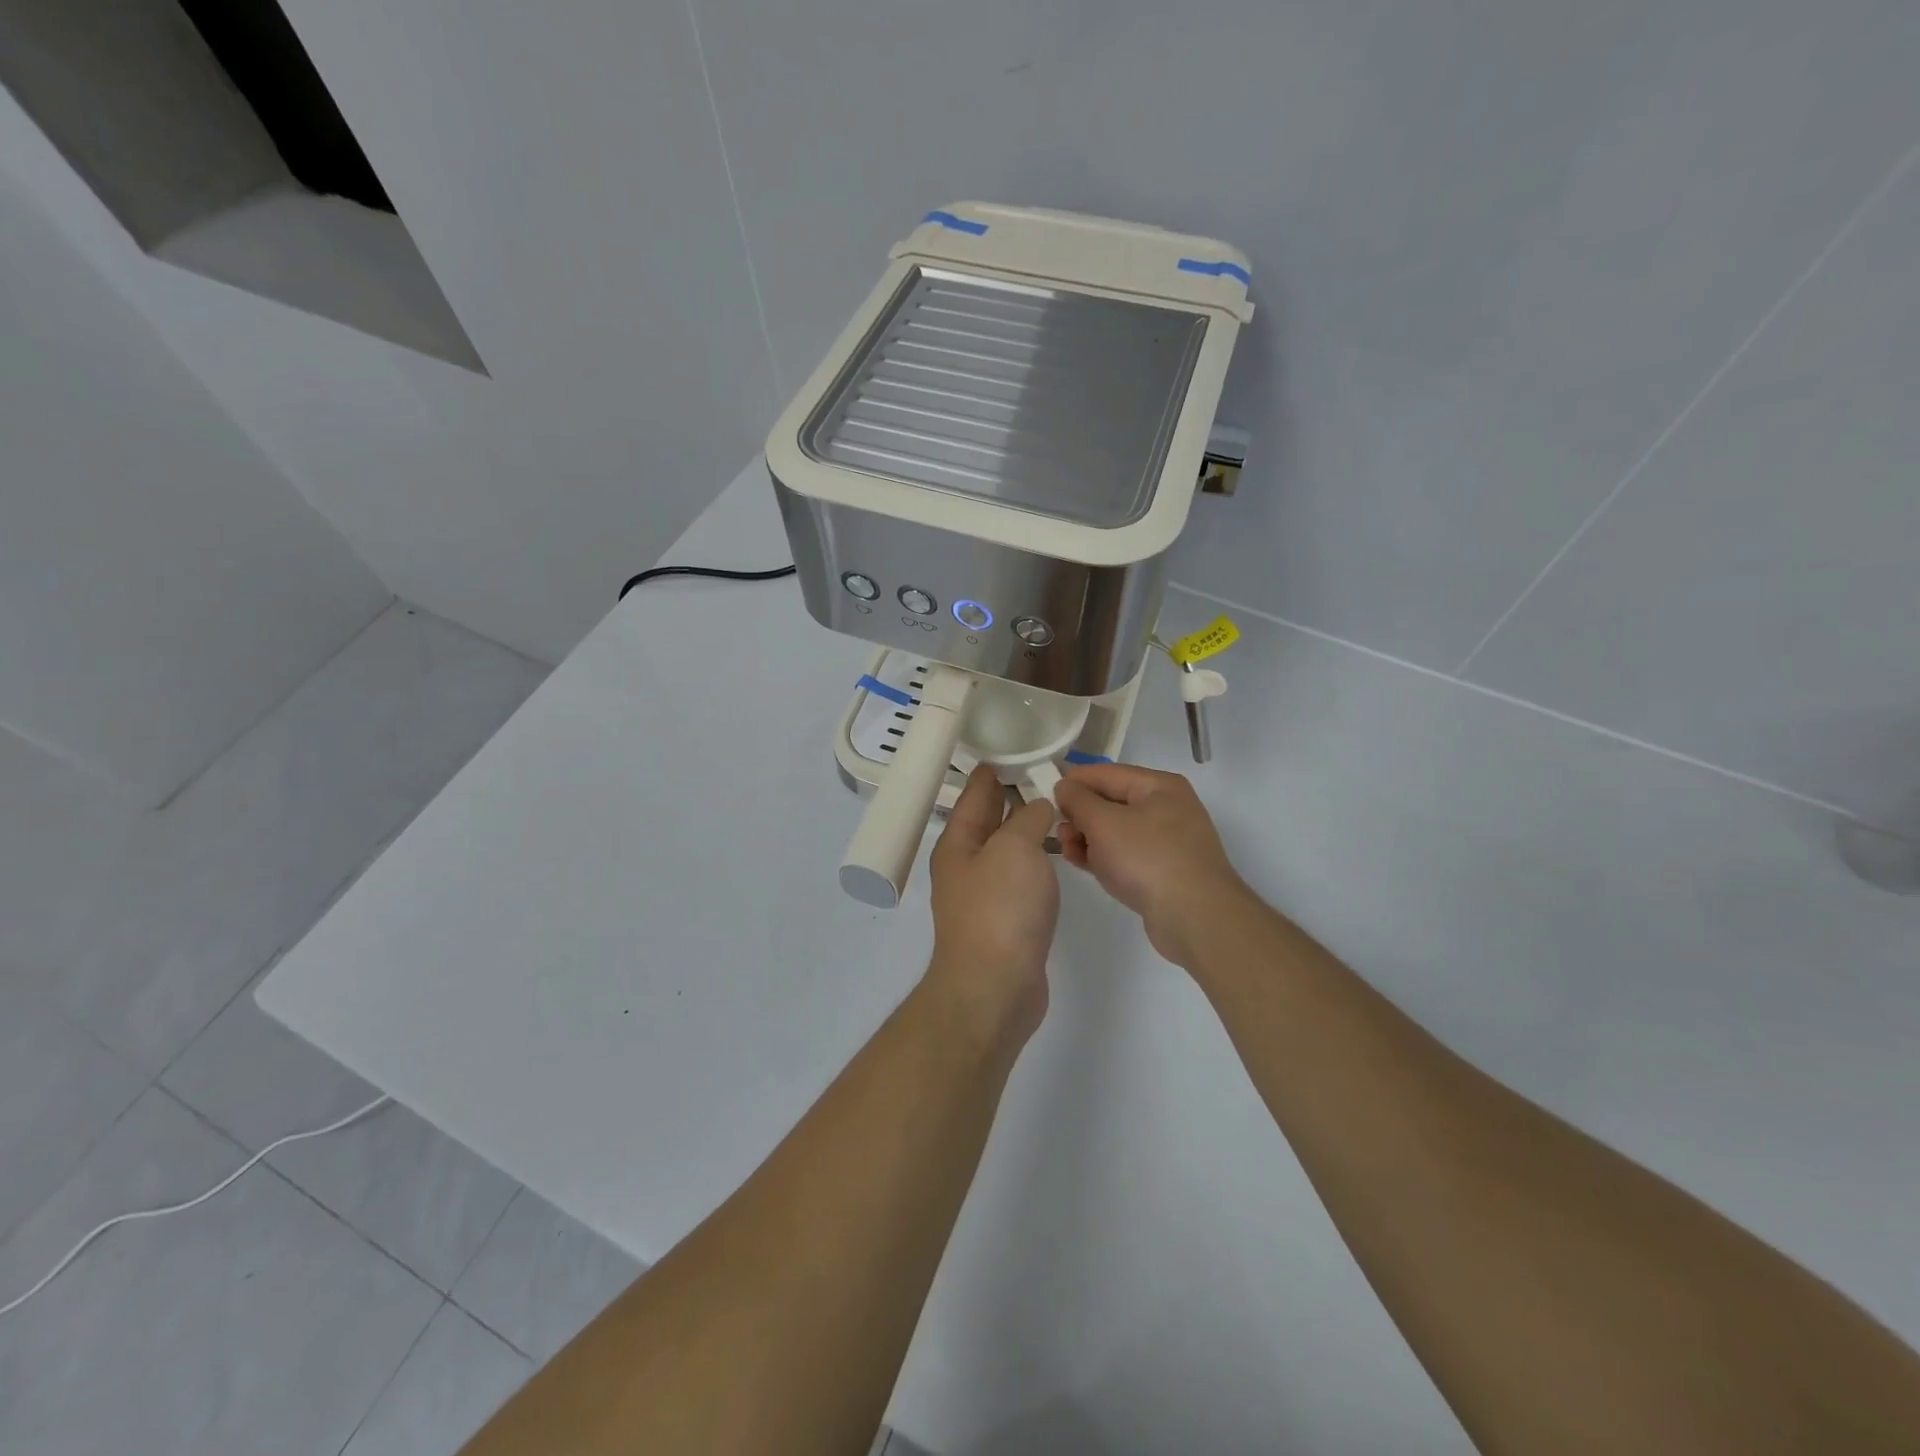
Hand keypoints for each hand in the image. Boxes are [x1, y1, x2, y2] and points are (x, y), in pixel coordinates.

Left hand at [924, 766, 1059, 1045]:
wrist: (995, 988)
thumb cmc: (1000, 909)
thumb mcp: (1015, 848)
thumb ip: (1028, 819)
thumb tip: (1038, 807)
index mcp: (958, 843)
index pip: (975, 794)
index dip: (991, 770)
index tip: (1010, 749)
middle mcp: (965, 866)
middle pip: (988, 820)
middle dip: (1009, 797)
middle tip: (1041, 772)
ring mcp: (983, 896)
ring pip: (1006, 849)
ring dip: (1024, 829)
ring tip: (1053, 808)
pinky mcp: (1004, 921)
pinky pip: (1019, 877)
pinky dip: (1034, 860)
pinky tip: (1053, 855)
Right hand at [1054, 763, 1245, 965]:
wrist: (1195, 917)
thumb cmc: (1147, 858)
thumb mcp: (1103, 822)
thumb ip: (1078, 800)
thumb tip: (1065, 786)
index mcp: (1158, 786)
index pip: (1105, 773)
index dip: (1073, 782)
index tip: (1044, 797)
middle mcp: (1167, 808)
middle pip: (1111, 802)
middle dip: (1080, 815)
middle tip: (1059, 832)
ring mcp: (1168, 841)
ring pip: (1116, 830)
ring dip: (1089, 838)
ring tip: (1069, 852)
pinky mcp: (1164, 870)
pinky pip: (1126, 854)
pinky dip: (1105, 857)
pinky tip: (1087, 866)